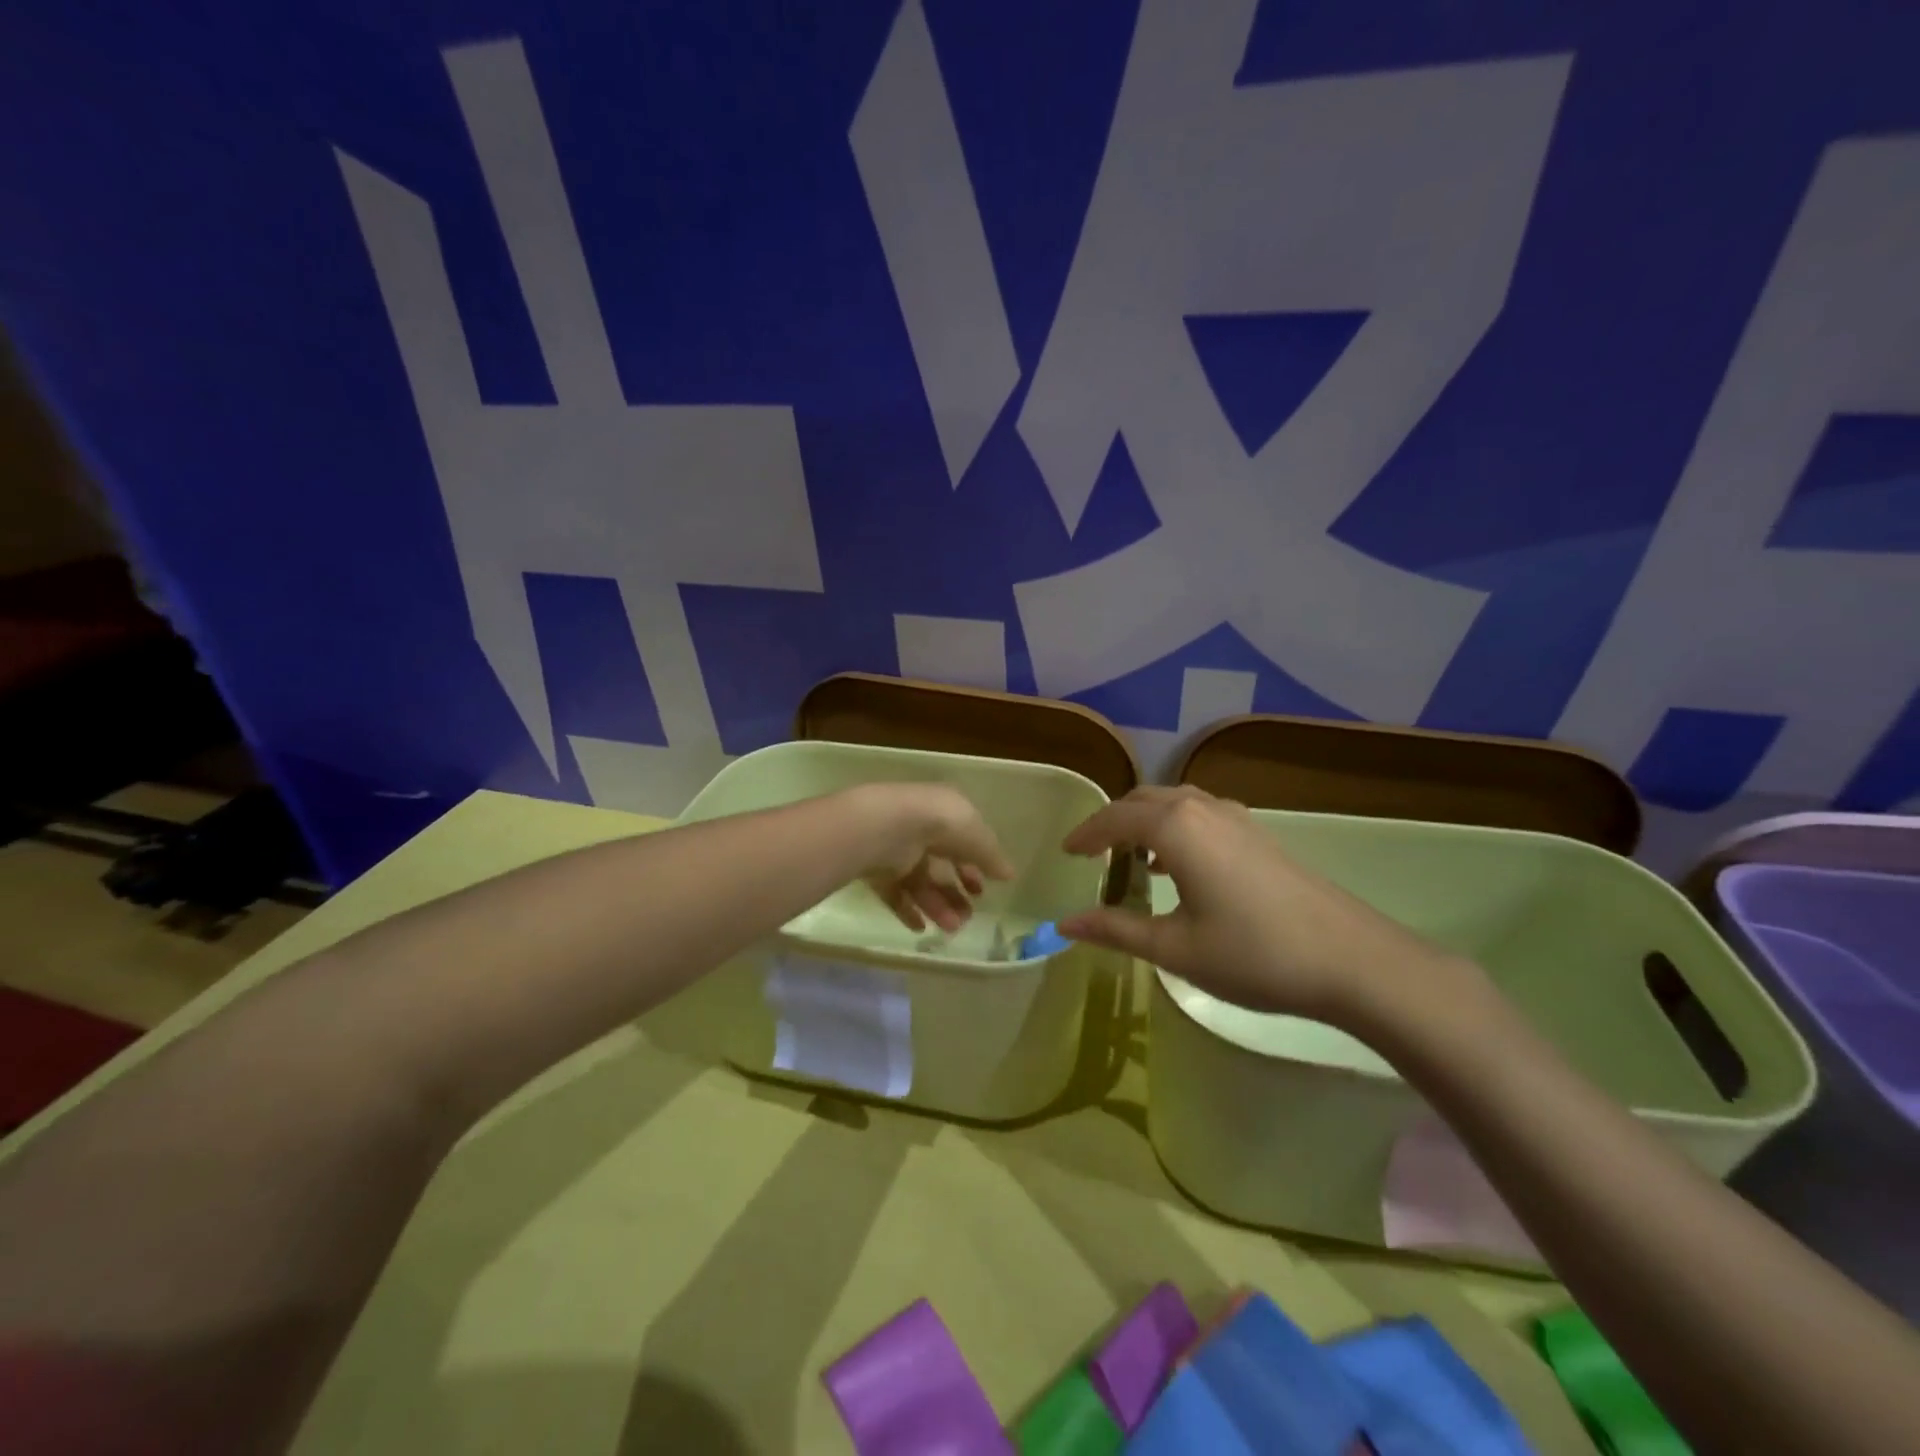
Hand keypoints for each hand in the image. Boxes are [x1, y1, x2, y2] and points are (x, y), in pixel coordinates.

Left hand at [841, 783, 1014, 933]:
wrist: (886, 829)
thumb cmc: (939, 823)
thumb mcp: (977, 836)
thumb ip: (991, 856)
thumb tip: (1008, 874)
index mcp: (944, 810)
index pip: (962, 839)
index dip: (975, 864)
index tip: (983, 890)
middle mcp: (920, 828)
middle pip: (941, 865)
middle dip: (956, 892)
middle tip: (968, 915)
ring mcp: (896, 849)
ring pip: (920, 883)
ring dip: (938, 906)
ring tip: (952, 927)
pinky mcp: (876, 869)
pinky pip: (894, 893)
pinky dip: (908, 910)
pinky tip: (921, 926)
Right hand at [1056, 786, 1460, 1021]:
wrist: (1351, 960)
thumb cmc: (1253, 954)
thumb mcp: (1175, 948)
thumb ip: (1116, 930)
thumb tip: (1064, 924)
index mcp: (1175, 828)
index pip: (1114, 819)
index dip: (1086, 834)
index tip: (1065, 853)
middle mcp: (1202, 808)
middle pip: (1142, 800)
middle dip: (1112, 821)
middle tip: (1091, 852)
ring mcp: (1235, 817)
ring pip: (1174, 802)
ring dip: (1144, 820)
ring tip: (1129, 856)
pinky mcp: (1258, 833)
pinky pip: (1200, 813)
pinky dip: (1173, 826)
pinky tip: (1178, 863)